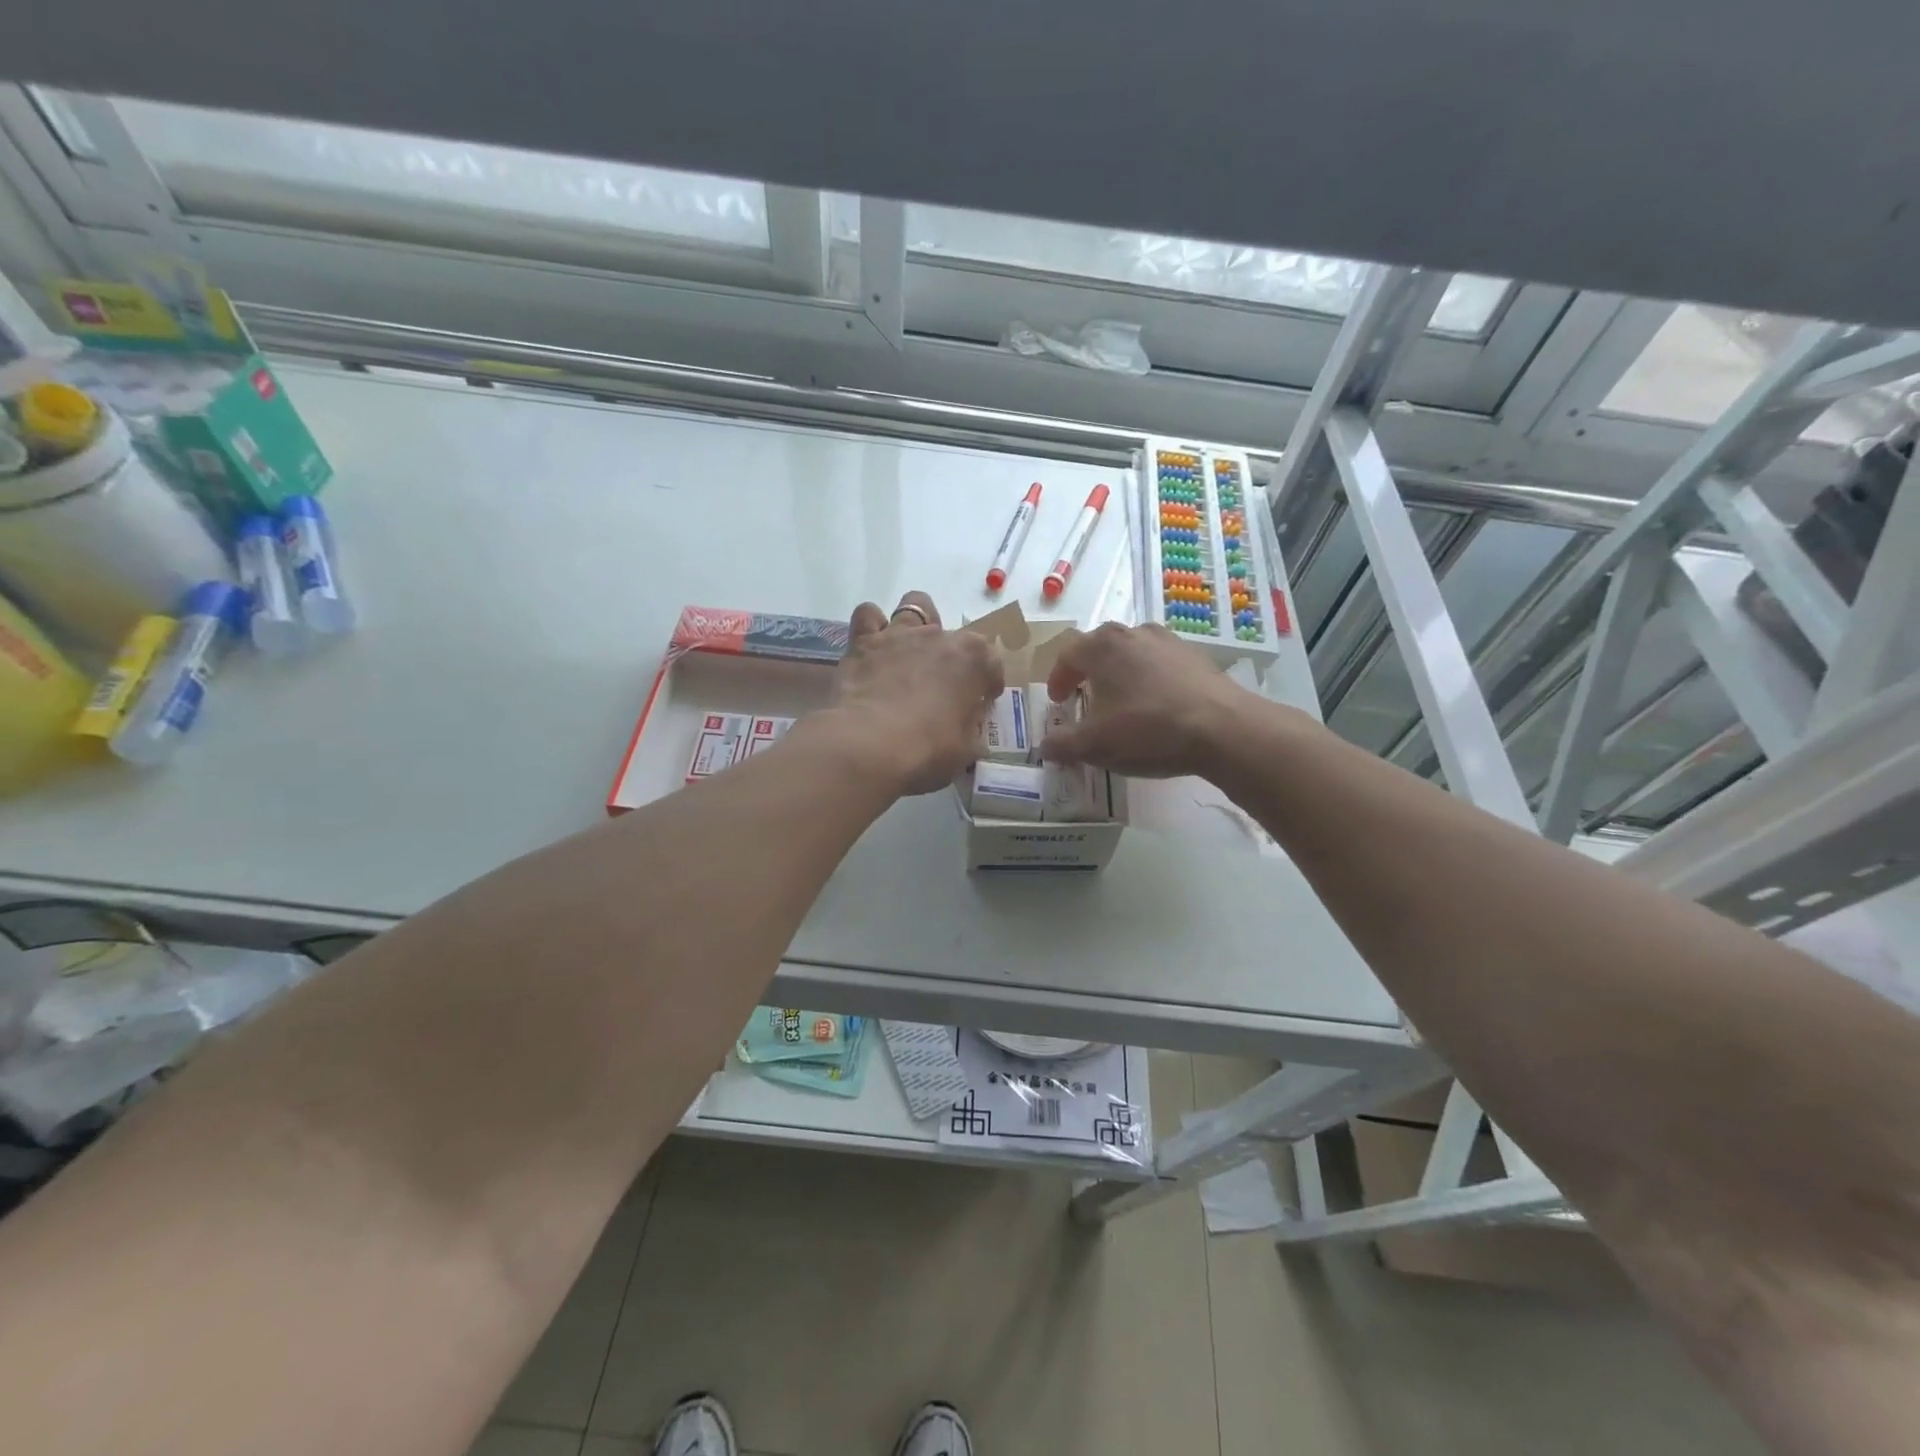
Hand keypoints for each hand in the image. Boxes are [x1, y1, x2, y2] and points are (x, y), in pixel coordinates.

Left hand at [827, 591, 1004, 795]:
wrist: (868, 746)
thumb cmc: (927, 750)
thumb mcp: (966, 749)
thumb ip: (971, 728)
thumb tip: (968, 724)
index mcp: (973, 659)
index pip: (992, 663)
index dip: (989, 684)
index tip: (982, 701)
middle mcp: (940, 636)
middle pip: (955, 636)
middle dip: (952, 657)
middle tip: (942, 685)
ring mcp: (900, 634)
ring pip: (915, 606)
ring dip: (918, 625)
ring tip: (911, 653)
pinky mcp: (864, 641)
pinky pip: (868, 615)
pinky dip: (872, 626)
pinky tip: (873, 648)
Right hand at [1040, 622, 1257, 777]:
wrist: (1223, 729)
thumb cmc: (1148, 729)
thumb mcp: (1095, 744)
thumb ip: (1063, 744)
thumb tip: (1045, 746)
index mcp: (1103, 645)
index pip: (1068, 655)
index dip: (1058, 679)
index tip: (1058, 701)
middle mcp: (1134, 632)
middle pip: (1101, 649)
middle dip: (1088, 673)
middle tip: (1084, 698)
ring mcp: (1169, 641)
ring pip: (1132, 654)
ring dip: (1121, 675)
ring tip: (1121, 703)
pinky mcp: (1196, 657)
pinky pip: (1160, 665)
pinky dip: (1149, 682)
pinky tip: (1156, 708)